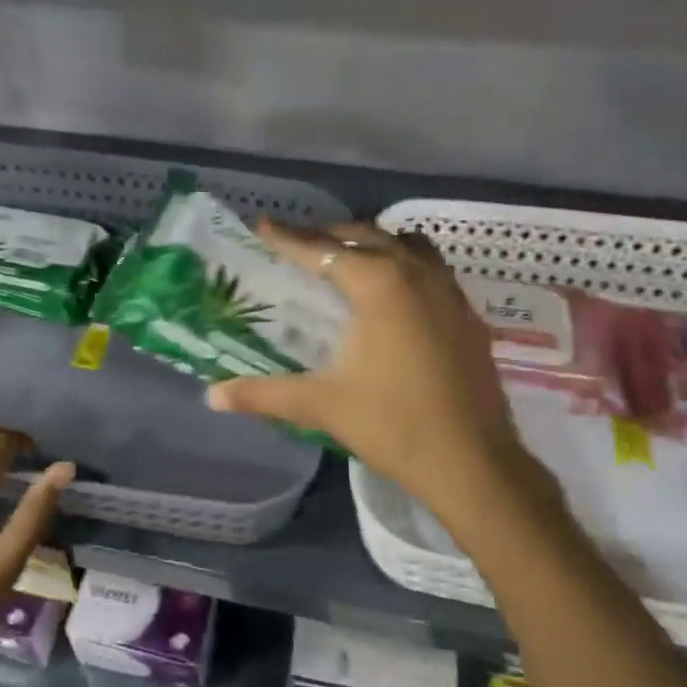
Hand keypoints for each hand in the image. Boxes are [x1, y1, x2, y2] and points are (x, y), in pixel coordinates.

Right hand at [207, 222, 561, 529]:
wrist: (474, 463)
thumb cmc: (394, 426)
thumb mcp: (321, 406)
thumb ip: (264, 394)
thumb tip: (212, 397)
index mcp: (378, 284)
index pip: (322, 249)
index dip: (287, 237)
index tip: (261, 223)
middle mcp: (415, 273)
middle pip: (364, 235)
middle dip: (327, 234)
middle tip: (297, 244)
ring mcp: (448, 290)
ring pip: (405, 244)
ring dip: (371, 242)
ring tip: (345, 258)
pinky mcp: (467, 313)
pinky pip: (430, 266)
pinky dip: (403, 262)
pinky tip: (391, 293)